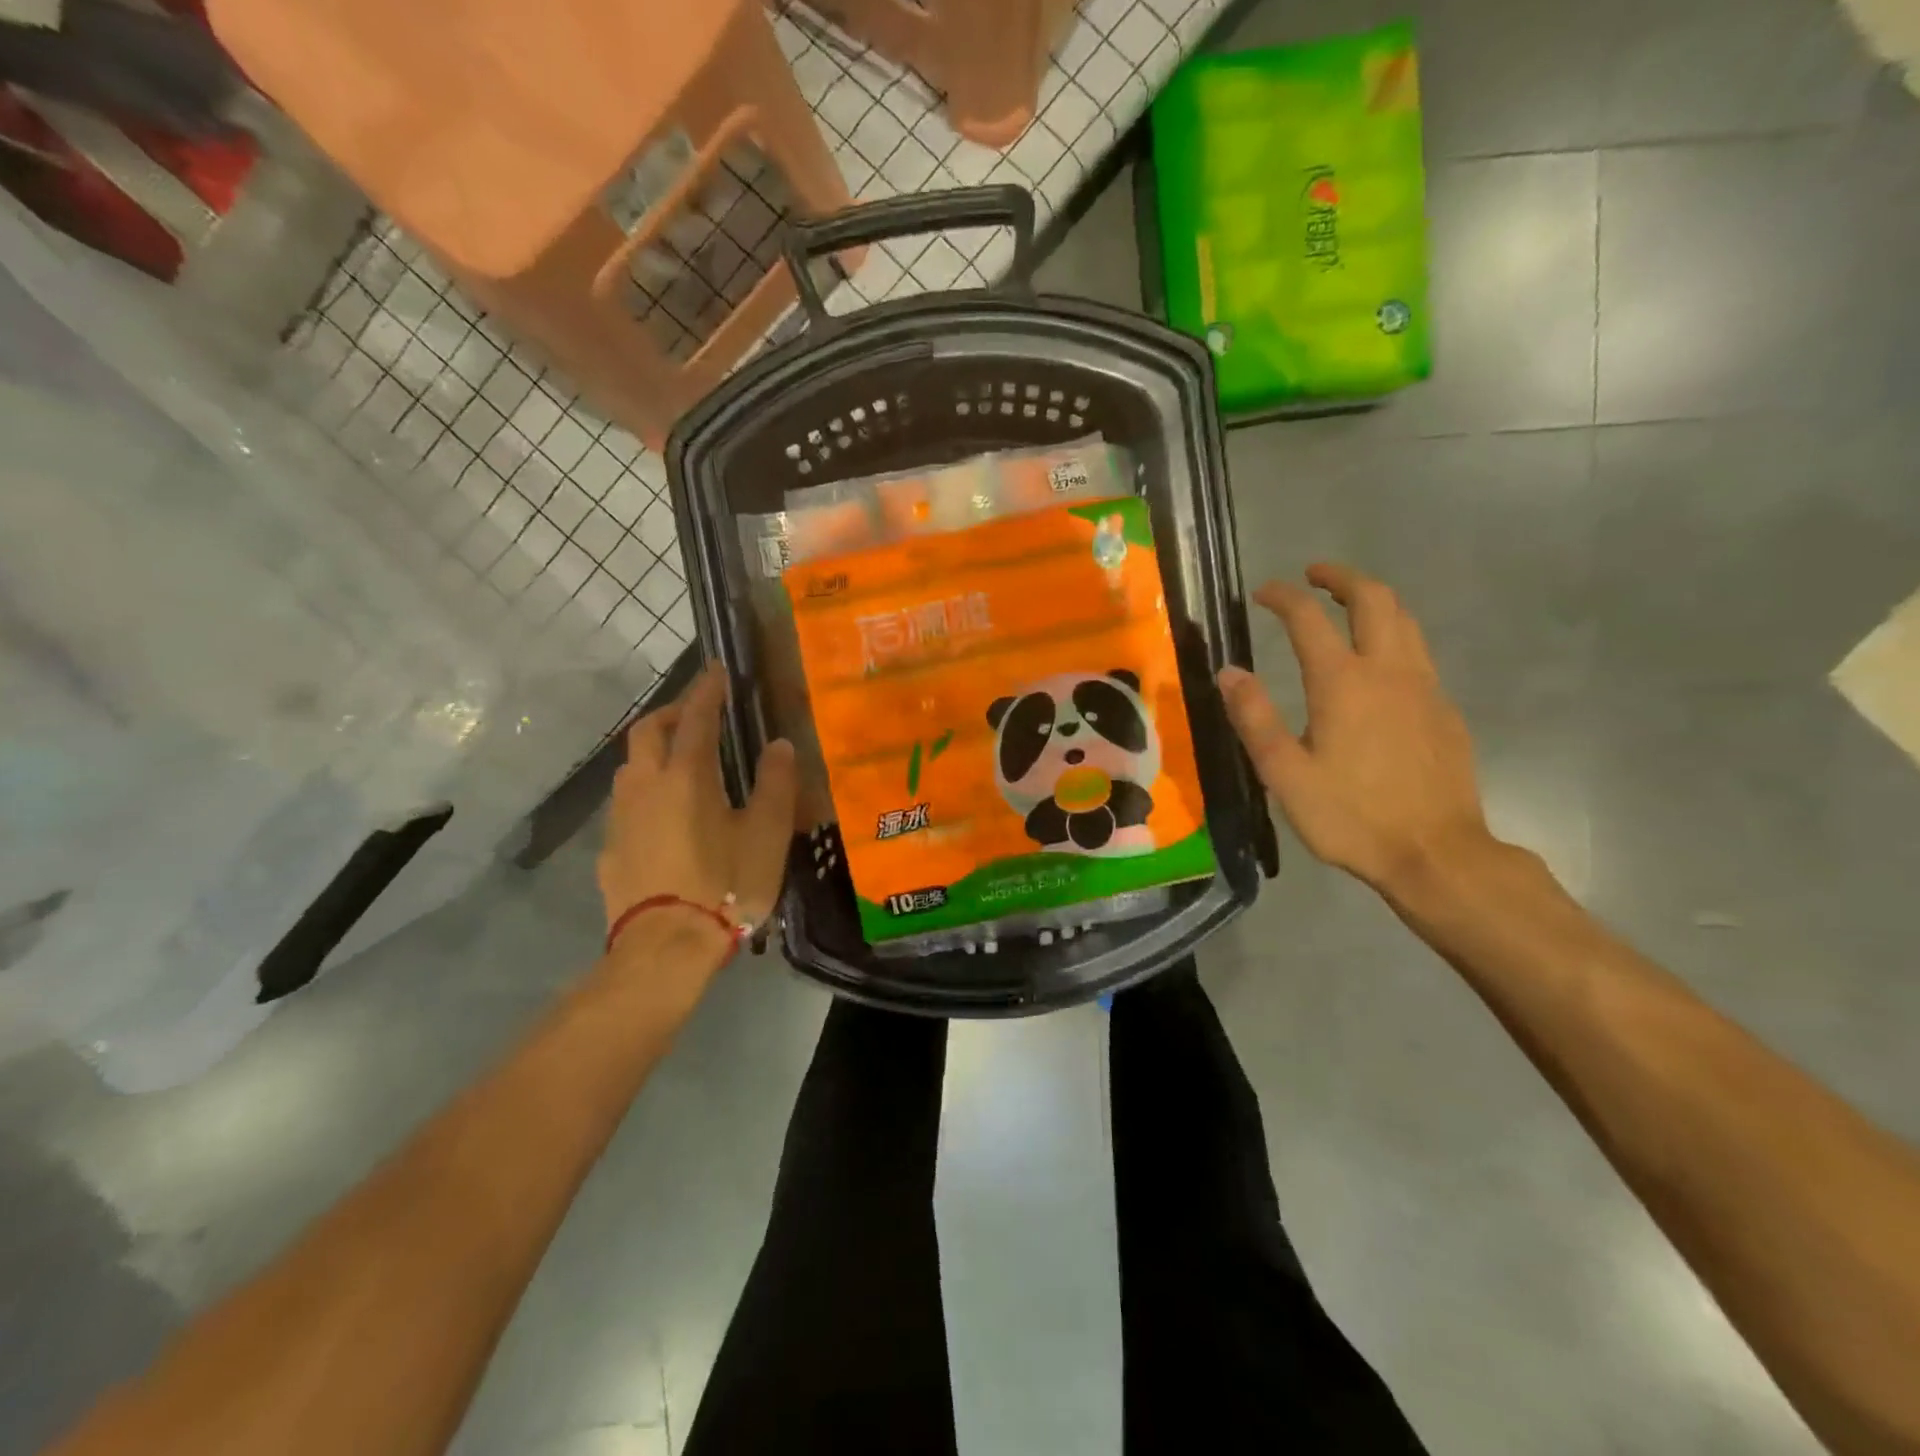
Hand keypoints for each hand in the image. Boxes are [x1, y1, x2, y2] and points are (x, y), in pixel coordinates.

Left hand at [598, 662, 797, 945]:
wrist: (664, 947)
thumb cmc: (724, 886)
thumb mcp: (766, 835)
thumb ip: (775, 785)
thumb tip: (779, 745)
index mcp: (687, 776)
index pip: (696, 717)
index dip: (707, 689)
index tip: (716, 669)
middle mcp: (646, 786)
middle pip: (647, 731)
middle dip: (671, 712)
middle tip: (696, 712)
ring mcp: (621, 818)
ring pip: (630, 767)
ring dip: (653, 751)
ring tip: (680, 763)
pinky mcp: (609, 850)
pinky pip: (625, 805)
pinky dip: (645, 792)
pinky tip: (663, 818)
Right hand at [1219, 563, 1496, 893]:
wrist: (1437, 853)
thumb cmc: (1351, 817)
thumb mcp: (1285, 774)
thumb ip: (1254, 718)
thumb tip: (1229, 671)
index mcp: (1343, 683)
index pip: (1309, 619)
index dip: (1284, 597)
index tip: (1263, 591)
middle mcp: (1389, 671)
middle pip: (1374, 599)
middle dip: (1342, 577)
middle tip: (1314, 574)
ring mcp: (1425, 688)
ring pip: (1405, 621)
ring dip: (1373, 600)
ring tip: (1346, 606)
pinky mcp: (1445, 711)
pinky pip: (1419, 653)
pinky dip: (1393, 636)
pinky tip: (1378, 664)